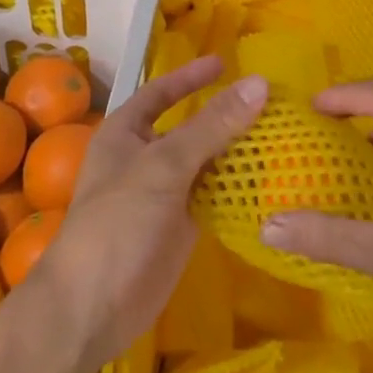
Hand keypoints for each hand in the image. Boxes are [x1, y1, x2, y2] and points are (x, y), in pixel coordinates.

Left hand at [39, 56, 265, 370]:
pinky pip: (214, 195)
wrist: (93, 308)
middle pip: (190, 126)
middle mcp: (145, 158)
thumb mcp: (165, 165)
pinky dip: (238, 186)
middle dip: (225, 115)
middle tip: (269, 102)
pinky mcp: (181, 226)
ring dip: (237, 150)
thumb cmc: (118, 223)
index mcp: (127, 132)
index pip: (161, 92)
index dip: (190, 77)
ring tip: (280, 134)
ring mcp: (164, 194)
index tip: (226, 63)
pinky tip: (270, 178)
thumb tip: (259, 83)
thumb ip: (212, 125)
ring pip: (206, 162)